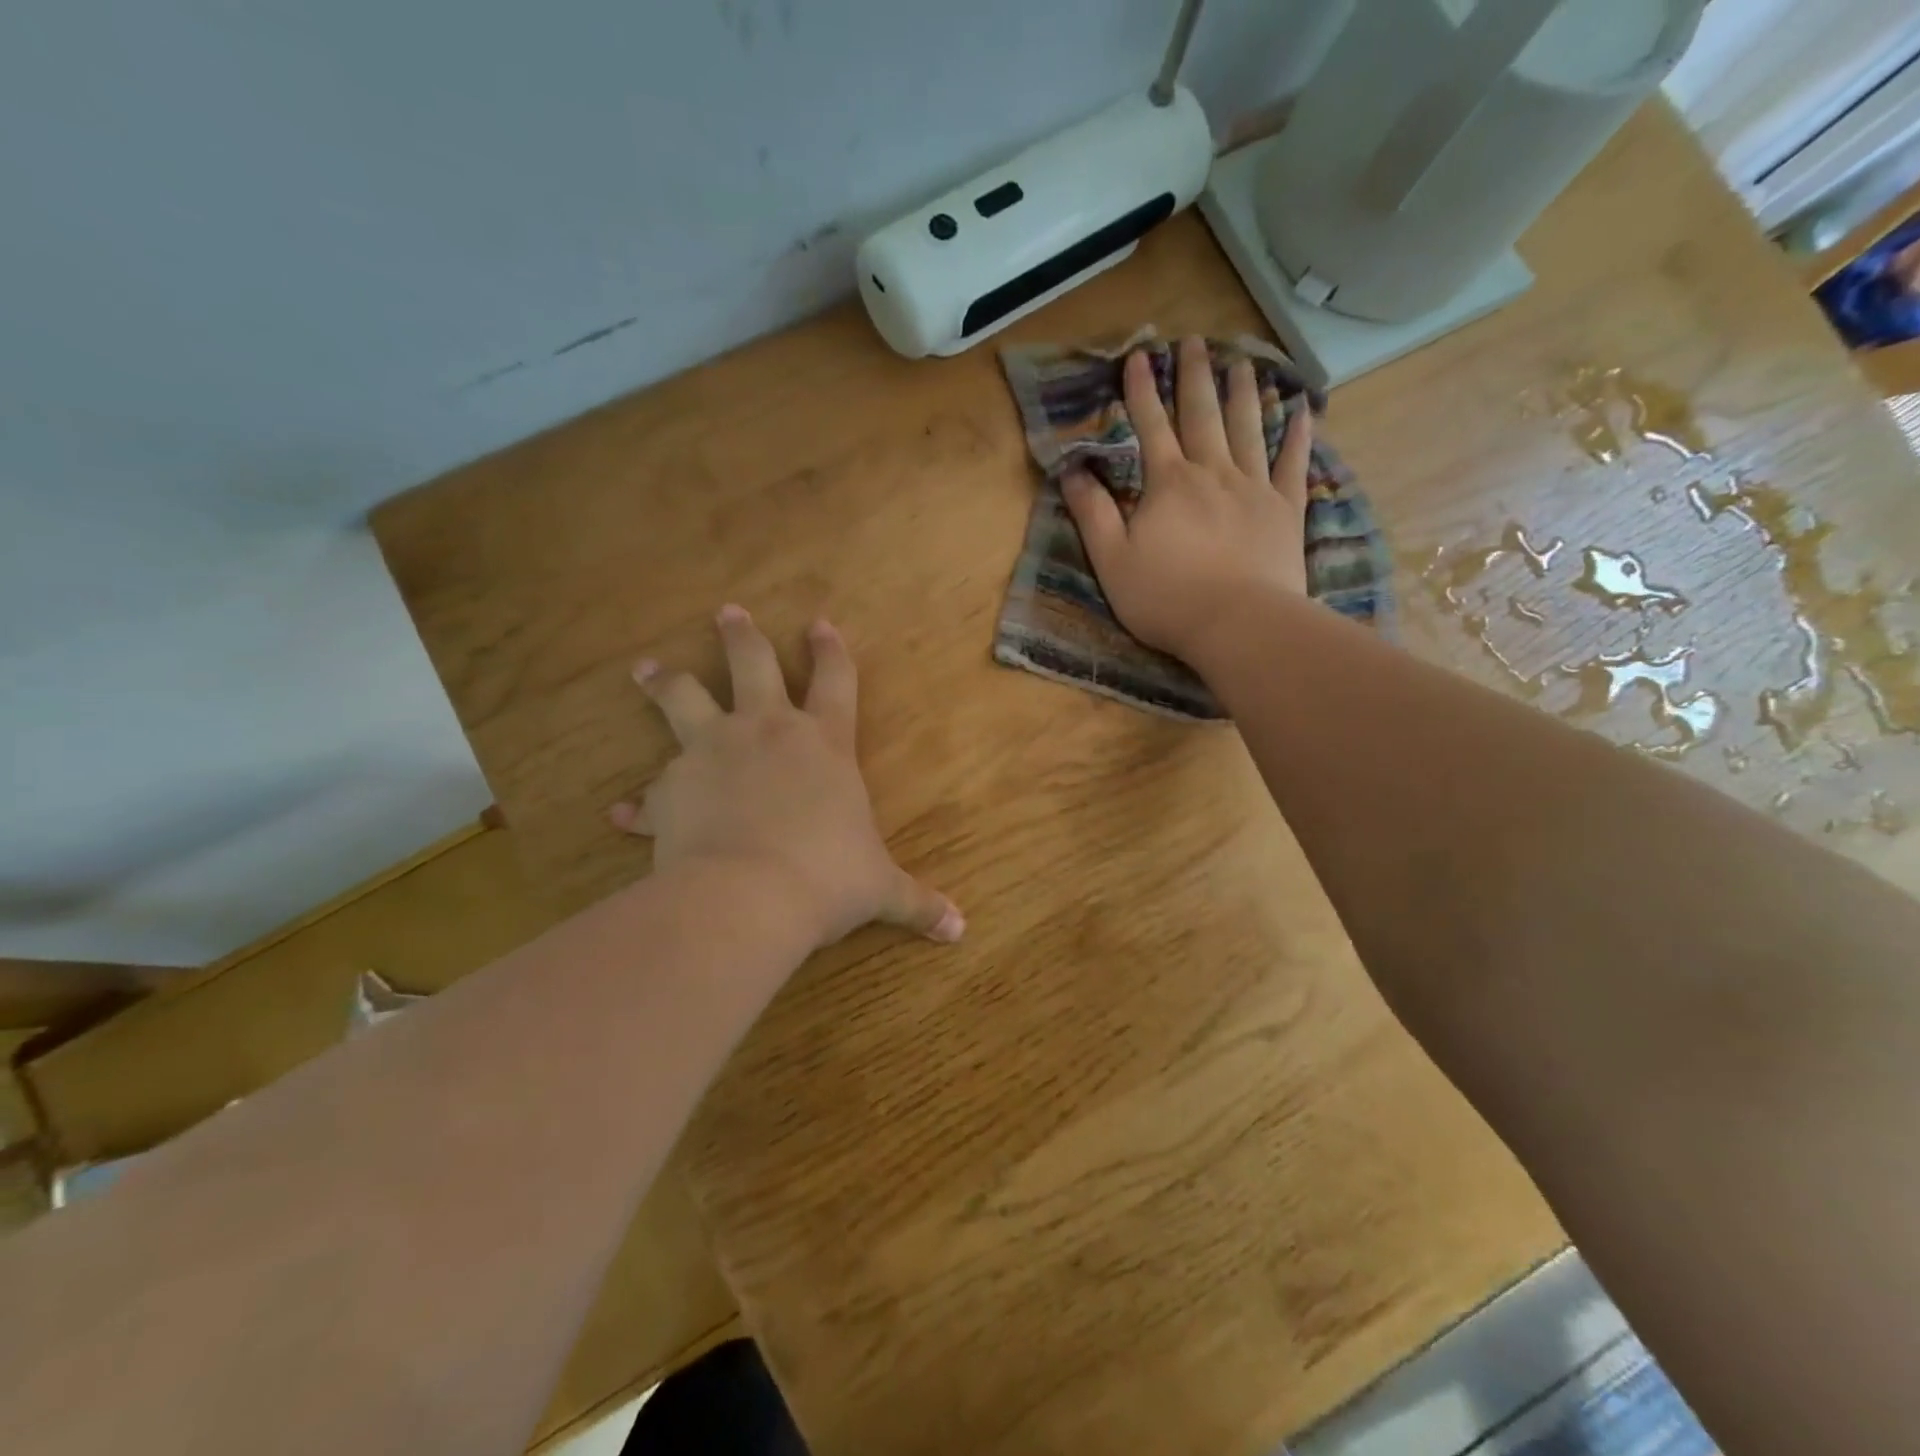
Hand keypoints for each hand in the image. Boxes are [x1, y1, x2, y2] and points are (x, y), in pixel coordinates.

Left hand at [610, 606, 963, 950]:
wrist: (749, 897)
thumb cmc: (827, 879)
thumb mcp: (879, 889)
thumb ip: (918, 902)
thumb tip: (960, 930)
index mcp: (824, 744)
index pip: (835, 681)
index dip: (831, 650)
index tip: (820, 623)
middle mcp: (767, 733)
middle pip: (752, 665)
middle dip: (741, 636)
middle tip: (727, 612)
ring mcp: (713, 752)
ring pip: (684, 698)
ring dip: (666, 681)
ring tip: (647, 668)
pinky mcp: (672, 787)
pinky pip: (651, 791)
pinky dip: (641, 803)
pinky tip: (620, 815)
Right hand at [1062, 336, 1310, 664]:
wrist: (1238, 624)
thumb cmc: (1166, 598)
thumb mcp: (1111, 561)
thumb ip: (1091, 513)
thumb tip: (1071, 471)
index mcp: (1168, 484)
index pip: (1150, 427)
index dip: (1141, 391)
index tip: (1138, 357)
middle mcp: (1213, 473)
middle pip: (1203, 415)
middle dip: (1194, 377)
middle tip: (1194, 341)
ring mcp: (1255, 488)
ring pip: (1249, 428)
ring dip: (1243, 393)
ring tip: (1241, 362)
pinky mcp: (1286, 510)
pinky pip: (1293, 463)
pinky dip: (1298, 435)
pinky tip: (1303, 409)